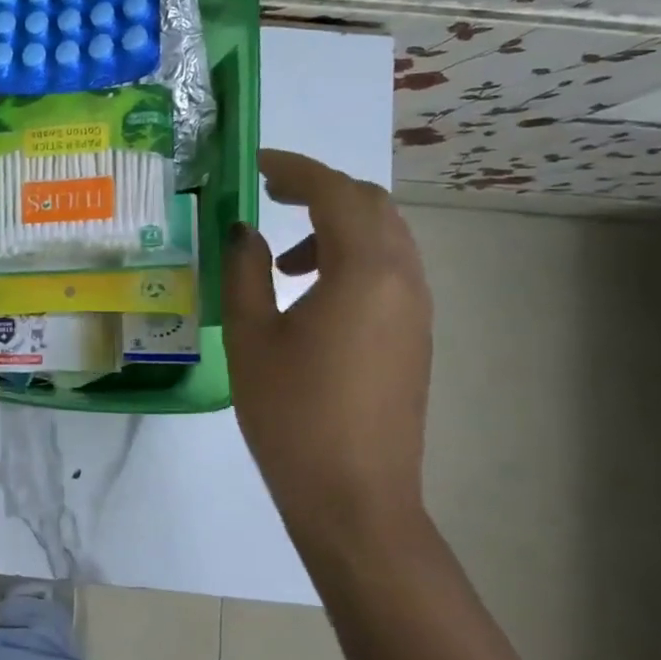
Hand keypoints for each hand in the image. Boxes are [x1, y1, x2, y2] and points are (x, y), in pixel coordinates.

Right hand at [221, 149, 432, 556]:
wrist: (353, 496)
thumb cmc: (292, 413)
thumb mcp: (251, 336)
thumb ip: (245, 271)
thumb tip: (245, 231)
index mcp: (363, 272)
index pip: (334, 193)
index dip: (294, 168)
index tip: (255, 163)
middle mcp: (402, 278)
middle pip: (370, 205)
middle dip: (319, 189)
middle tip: (267, 194)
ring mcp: (416, 309)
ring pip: (384, 236)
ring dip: (336, 224)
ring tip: (283, 254)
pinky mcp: (414, 336)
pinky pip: (388, 269)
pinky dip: (350, 256)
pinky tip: (309, 292)